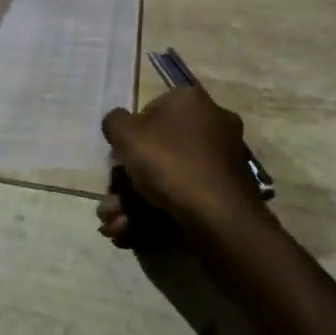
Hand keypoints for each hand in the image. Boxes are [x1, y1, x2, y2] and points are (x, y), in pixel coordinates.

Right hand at [98, 86, 266, 245]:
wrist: (220, 218)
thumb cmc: (171, 164)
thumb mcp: (127, 135)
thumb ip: (115, 122)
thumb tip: (119, 123)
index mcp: (191, 101)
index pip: (149, 111)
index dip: (128, 139)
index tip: (117, 162)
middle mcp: (212, 124)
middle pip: (157, 150)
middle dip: (126, 182)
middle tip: (110, 204)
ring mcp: (221, 161)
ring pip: (166, 179)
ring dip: (133, 203)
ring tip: (116, 225)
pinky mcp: (225, 193)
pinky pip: (184, 197)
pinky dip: (156, 214)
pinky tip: (132, 233)